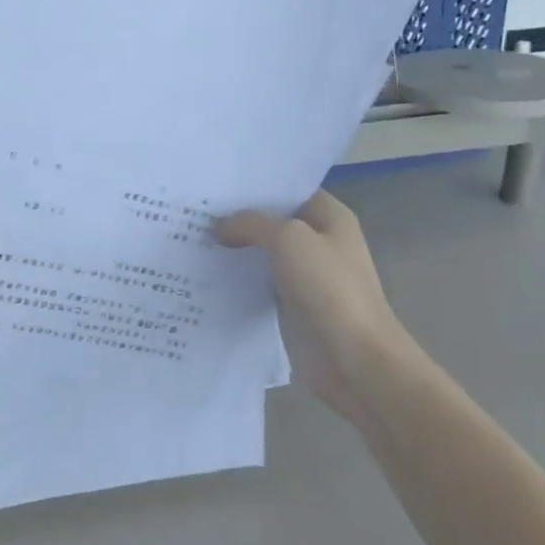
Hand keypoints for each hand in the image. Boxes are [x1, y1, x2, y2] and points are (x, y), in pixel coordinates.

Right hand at [217, 192, 415, 427]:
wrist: (354, 359)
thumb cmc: (328, 288)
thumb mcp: (288, 239)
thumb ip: (251, 223)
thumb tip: (219, 225)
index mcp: (331, 218)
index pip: (290, 190)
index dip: (257, 186)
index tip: (217, 185)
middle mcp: (320, 243)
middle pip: (273, 222)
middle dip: (238, 217)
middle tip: (195, 209)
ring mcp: (305, 276)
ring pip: (263, 253)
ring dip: (234, 249)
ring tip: (190, 237)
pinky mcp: (291, 306)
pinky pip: (258, 283)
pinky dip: (236, 279)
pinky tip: (204, 272)